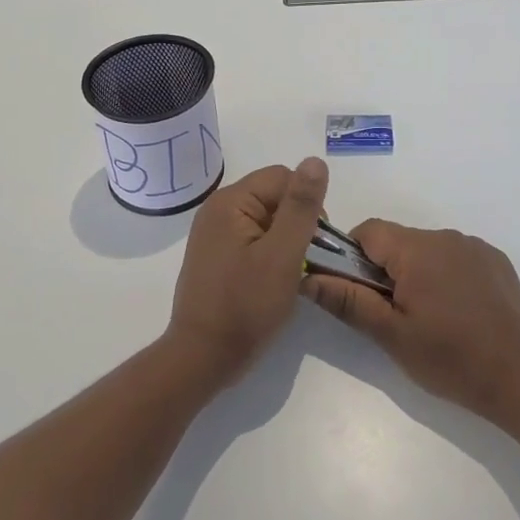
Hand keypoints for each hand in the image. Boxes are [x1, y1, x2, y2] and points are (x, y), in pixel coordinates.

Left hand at [167, 158, 328, 385]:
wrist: (203, 359)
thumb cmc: (246, 306)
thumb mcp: (283, 254)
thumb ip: (301, 206)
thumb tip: (315, 160)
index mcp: (230, 201)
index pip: (284, 177)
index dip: (307, 204)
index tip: (316, 243)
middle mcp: (218, 209)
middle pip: (274, 196)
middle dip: (297, 223)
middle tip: (303, 261)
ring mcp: (214, 234)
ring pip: (267, 219)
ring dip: (286, 240)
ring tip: (289, 273)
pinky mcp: (216, 255)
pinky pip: (254, 238)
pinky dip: (270, 253)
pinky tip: (273, 280)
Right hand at [302, 220, 519, 420]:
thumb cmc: (450, 358)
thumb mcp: (391, 335)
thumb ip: (349, 301)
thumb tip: (309, 278)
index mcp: (417, 249)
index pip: (368, 231)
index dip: (353, 257)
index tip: (359, 293)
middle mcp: (445, 236)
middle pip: (398, 241)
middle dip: (387, 270)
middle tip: (394, 315)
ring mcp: (475, 246)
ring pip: (427, 249)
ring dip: (418, 273)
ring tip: (430, 318)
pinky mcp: (496, 260)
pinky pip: (457, 257)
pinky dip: (447, 276)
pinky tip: (459, 313)